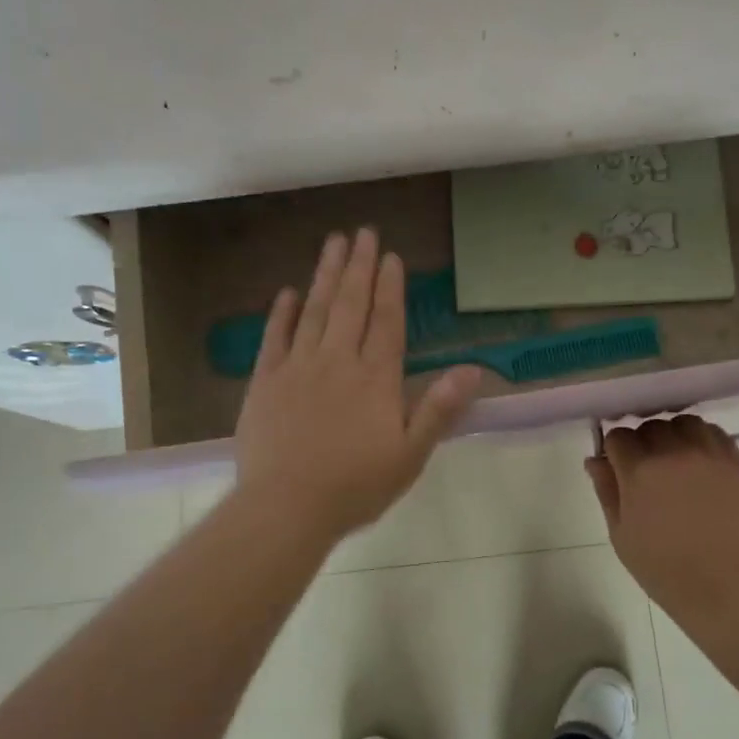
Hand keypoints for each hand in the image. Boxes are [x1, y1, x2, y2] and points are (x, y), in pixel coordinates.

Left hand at [233, 229, 482, 539]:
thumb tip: (472, 370)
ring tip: (333, 243)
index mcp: (375, 379)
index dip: (390, 287)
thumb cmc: (355, 486)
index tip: (391, 256)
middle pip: (351, 305)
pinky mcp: (265, 381)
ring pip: (315, 311)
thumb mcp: (410, 455)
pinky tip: (287, 292)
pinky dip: (282, 313)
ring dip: (326, 276)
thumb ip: (438, 409)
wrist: (286, 507)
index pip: (386, 322)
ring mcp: (297, 368)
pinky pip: (275, 338)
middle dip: (358, 266)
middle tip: (362, 232)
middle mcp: (337, 362)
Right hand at [585, 415, 738, 620]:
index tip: (618, 470)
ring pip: (684, 423)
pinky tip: (700, 463)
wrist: (726, 588)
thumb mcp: (621, 535)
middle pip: (650, 426)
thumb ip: (606, 490)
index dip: (614, 452)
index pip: (618, 436)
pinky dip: (702, 440)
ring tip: (675, 461)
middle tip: (647, 471)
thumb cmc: (664, 569)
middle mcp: (674, 452)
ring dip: (674, 435)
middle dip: (643, 442)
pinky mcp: (737, 463)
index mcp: (640, 470)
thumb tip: (595, 459)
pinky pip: (715, 434)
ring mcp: (709, 455)